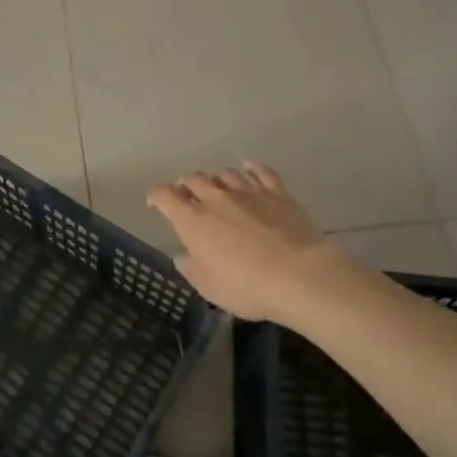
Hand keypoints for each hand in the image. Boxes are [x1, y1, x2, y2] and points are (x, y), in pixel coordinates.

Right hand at [147, 163, 352, 323]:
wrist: (300, 277)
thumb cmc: (247, 287)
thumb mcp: (209, 288)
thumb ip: (192, 269)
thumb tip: (183, 255)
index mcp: (193, 221)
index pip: (165, 196)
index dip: (157, 196)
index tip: (156, 203)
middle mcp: (216, 199)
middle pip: (194, 179)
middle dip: (186, 186)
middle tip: (188, 198)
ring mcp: (249, 192)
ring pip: (225, 173)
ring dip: (216, 179)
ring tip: (217, 188)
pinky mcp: (278, 193)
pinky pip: (262, 172)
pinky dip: (251, 168)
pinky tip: (249, 168)